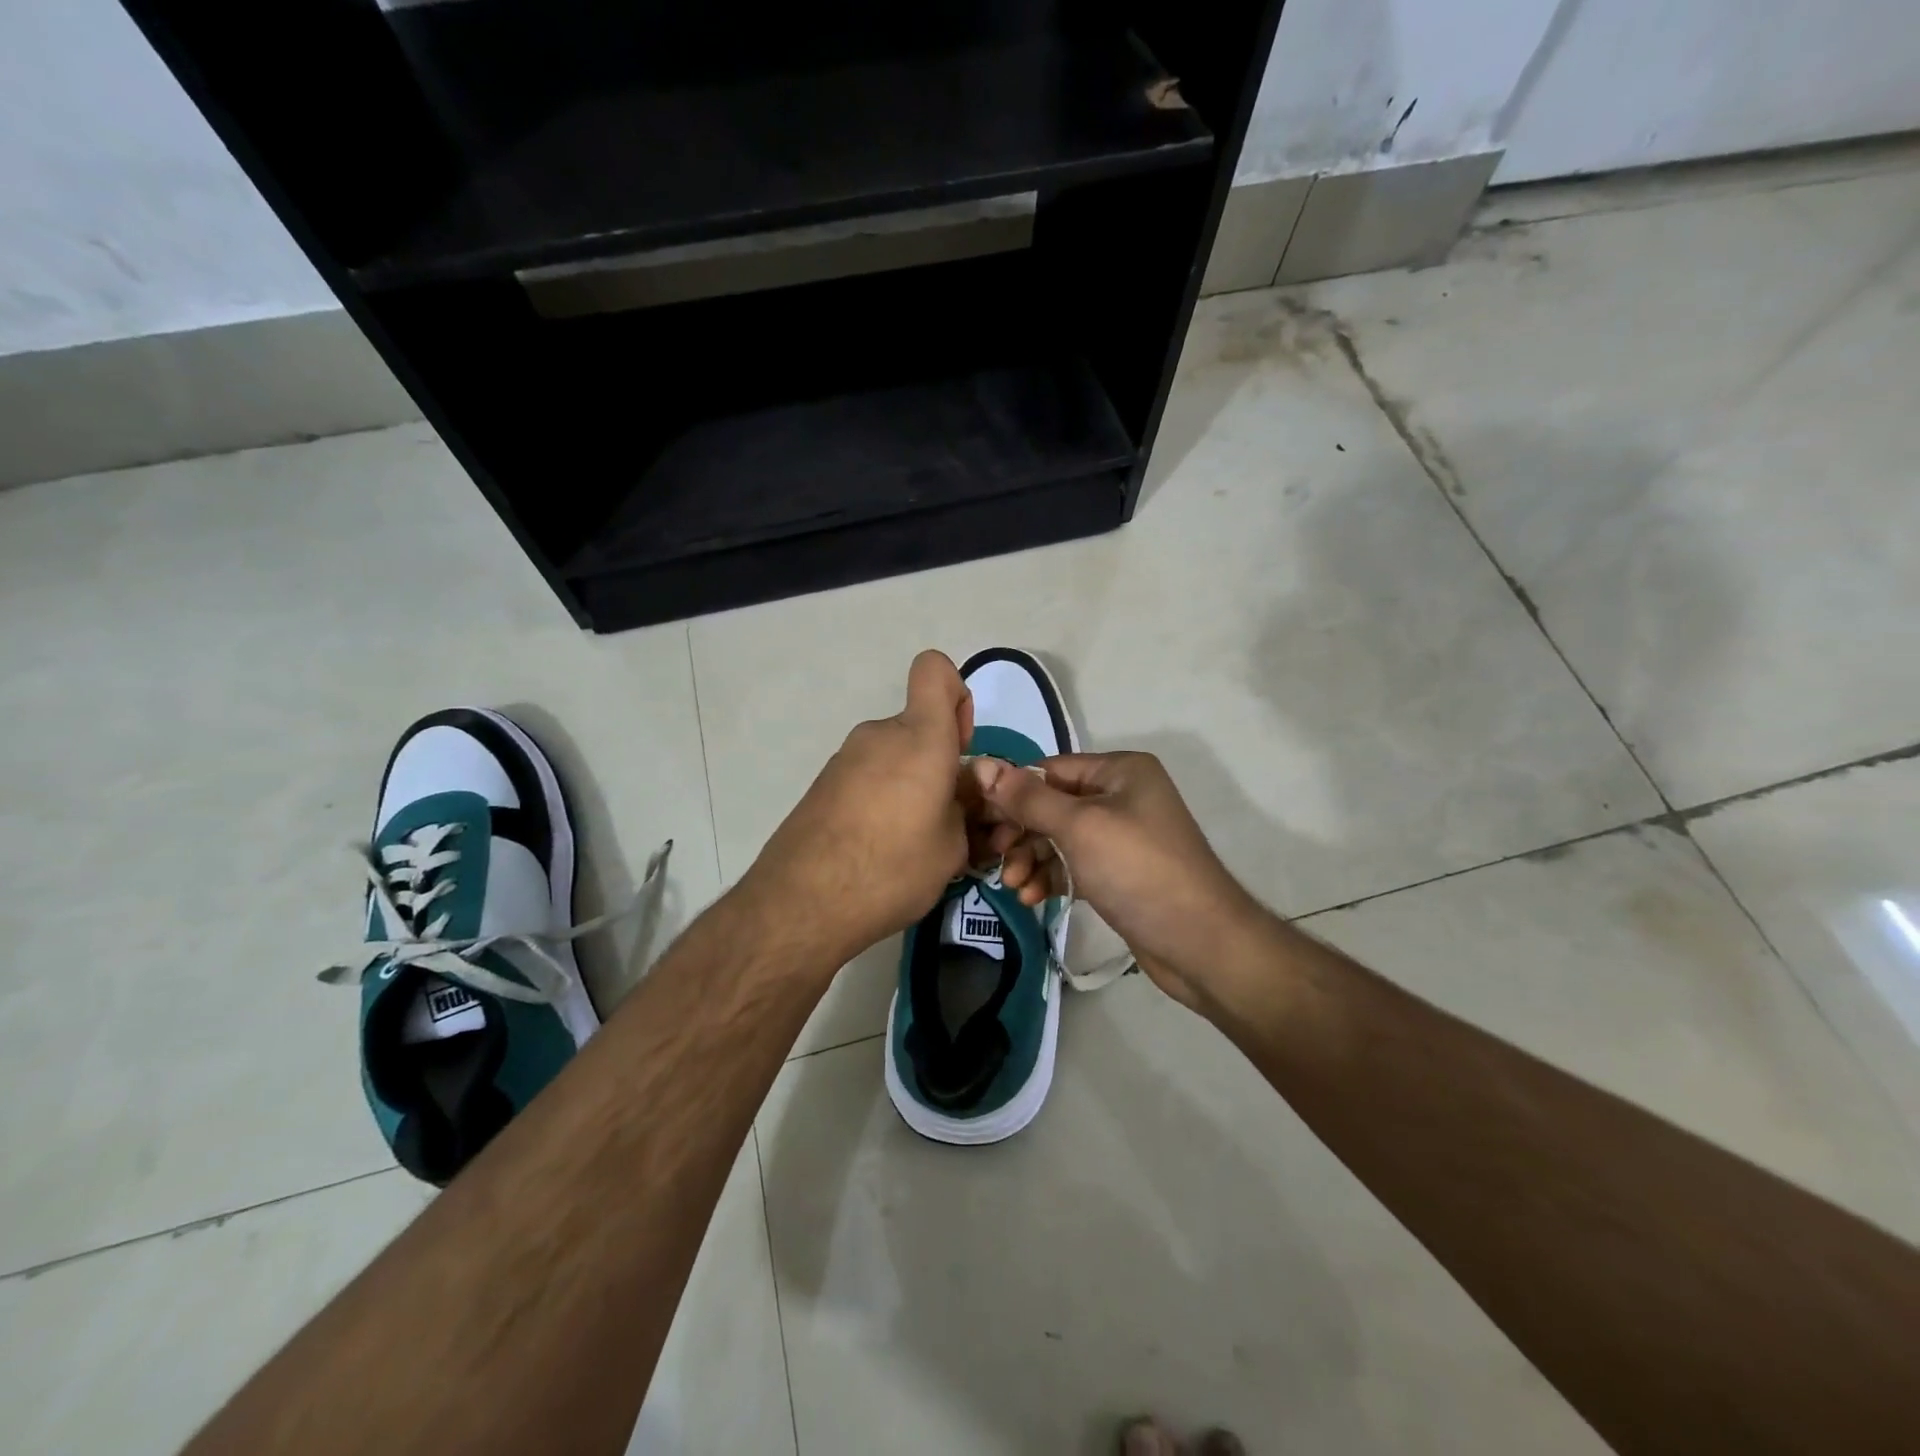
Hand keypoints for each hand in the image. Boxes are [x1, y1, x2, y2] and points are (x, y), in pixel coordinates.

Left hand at [736, 650, 975, 968]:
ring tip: (911, 843)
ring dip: (909, 785)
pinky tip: (877, 847)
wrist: (802, 903)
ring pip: (894, 756)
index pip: (935, 670)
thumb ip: (963, 809)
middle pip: (918, 727)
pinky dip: (881, 799)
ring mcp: (845, 759)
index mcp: (920, 738)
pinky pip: (868, 777)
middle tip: (945, 818)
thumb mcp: (952, 848)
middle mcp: (879, 735)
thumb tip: (955, 796)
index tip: (959, 744)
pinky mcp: (823, 784)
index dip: (955, 694)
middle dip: (937, 762)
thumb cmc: (892, 868)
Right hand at [970, 751, 1269, 1013]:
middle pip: (1052, 805)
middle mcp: (1122, 796)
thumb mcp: (1079, 827)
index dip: (1012, 792)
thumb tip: (981, 766)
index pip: (1050, 770)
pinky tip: (1033, 898)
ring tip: (1014, 886)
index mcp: (1119, 771)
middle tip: (995, 858)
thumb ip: (1028, 798)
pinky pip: (1074, 865)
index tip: (979, 820)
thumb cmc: (1138, 870)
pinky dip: (1052, 877)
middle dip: (1021, 832)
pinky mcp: (1119, 873)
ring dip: (1032, 859)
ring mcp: (1122, 836)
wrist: (1200, 942)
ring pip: (1059, 838)